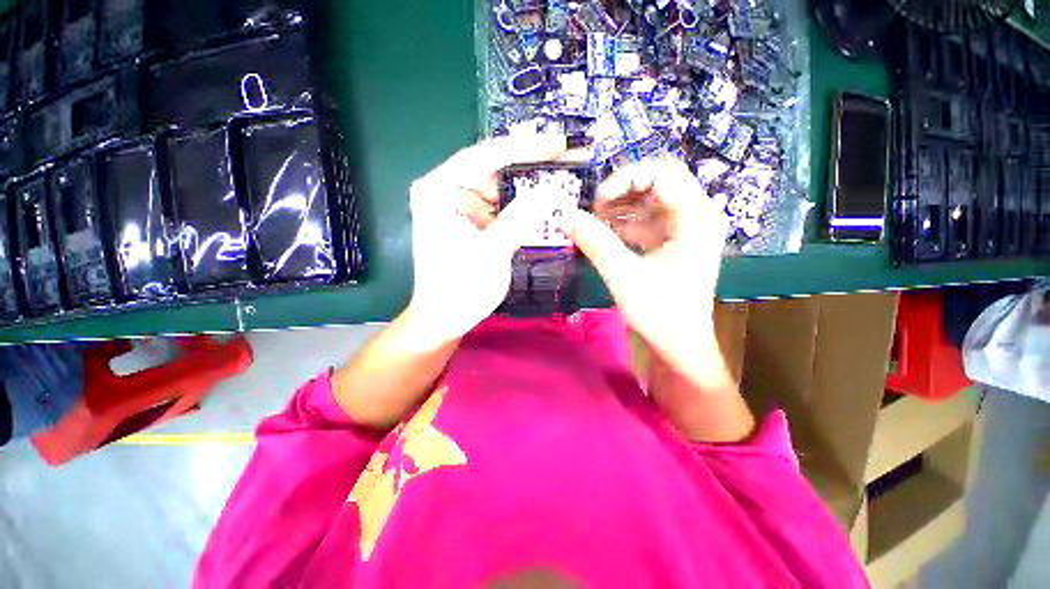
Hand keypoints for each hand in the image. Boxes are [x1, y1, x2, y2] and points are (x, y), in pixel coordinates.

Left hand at [405, 132, 572, 345]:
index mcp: (440, 191)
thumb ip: (520, 219)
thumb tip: (552, 190)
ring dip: (531, 186)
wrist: (444, 319)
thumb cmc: (460, 291)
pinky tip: (546, 203)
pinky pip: (501, 206)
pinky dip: (523, 206)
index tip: (559, 144)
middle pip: (495, 168)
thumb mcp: (491, 254)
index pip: (485, 156)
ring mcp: (459, 206)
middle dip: (532, 166)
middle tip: (569, 161)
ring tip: (564, 179)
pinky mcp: (471, 221)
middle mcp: (446, 191)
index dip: (525, 147)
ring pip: (501, 187)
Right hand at [563, 159, 729, 387]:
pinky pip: (647, 220)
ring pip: (650, 201)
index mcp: (696, 218)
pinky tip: (605, 234)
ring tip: (594, 222)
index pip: (663, 173)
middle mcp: (696, 216)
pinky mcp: (674, 242)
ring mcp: (686, 229)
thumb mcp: (622, 274)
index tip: (597, 201)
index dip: (625, 179)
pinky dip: (625, 224)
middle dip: (621, 192)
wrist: (679, 345)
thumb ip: (594, 241)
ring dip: (620, 208)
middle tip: (594, 210)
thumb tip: (564, 216)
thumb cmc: (659, 312)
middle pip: (657, 183)